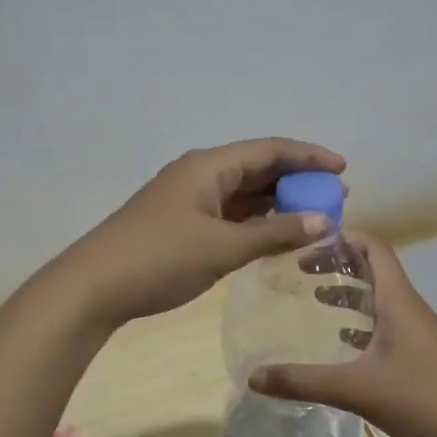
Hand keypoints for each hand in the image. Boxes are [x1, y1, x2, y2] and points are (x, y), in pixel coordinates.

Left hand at [57, 138, 346, 326]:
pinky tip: (275, 234)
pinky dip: (255, 221)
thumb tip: (324, 219)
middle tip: (335, 198)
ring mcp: (188, 199)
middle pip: (257, 167)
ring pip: (243, 192)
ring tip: (314, 216)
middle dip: (297, 180)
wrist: (94, 287)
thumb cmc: (160, 259)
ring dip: (277, 202)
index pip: (269, 149)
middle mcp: (199, 174)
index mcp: (209, 166)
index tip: (342, 170)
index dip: (308, 156)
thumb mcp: (222, 247)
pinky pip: (229, 213)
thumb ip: (274, 233)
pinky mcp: (181, 223)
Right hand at [249, 231, 436, 436]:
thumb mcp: (356, 389)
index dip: (342, 237)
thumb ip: (302, 382)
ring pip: (379, 297)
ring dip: (349, 292)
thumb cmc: (421, 400)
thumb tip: (252, 377)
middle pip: (373, 268)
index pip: (374, 247)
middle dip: (338, 263)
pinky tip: (341, 340)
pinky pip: (385, 322)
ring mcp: (417, 331)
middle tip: (301, 269)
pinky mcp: (419, 353)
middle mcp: (408, 307)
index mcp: (398, 300)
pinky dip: (361, 320)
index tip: (307, 241)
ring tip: (314, 298)